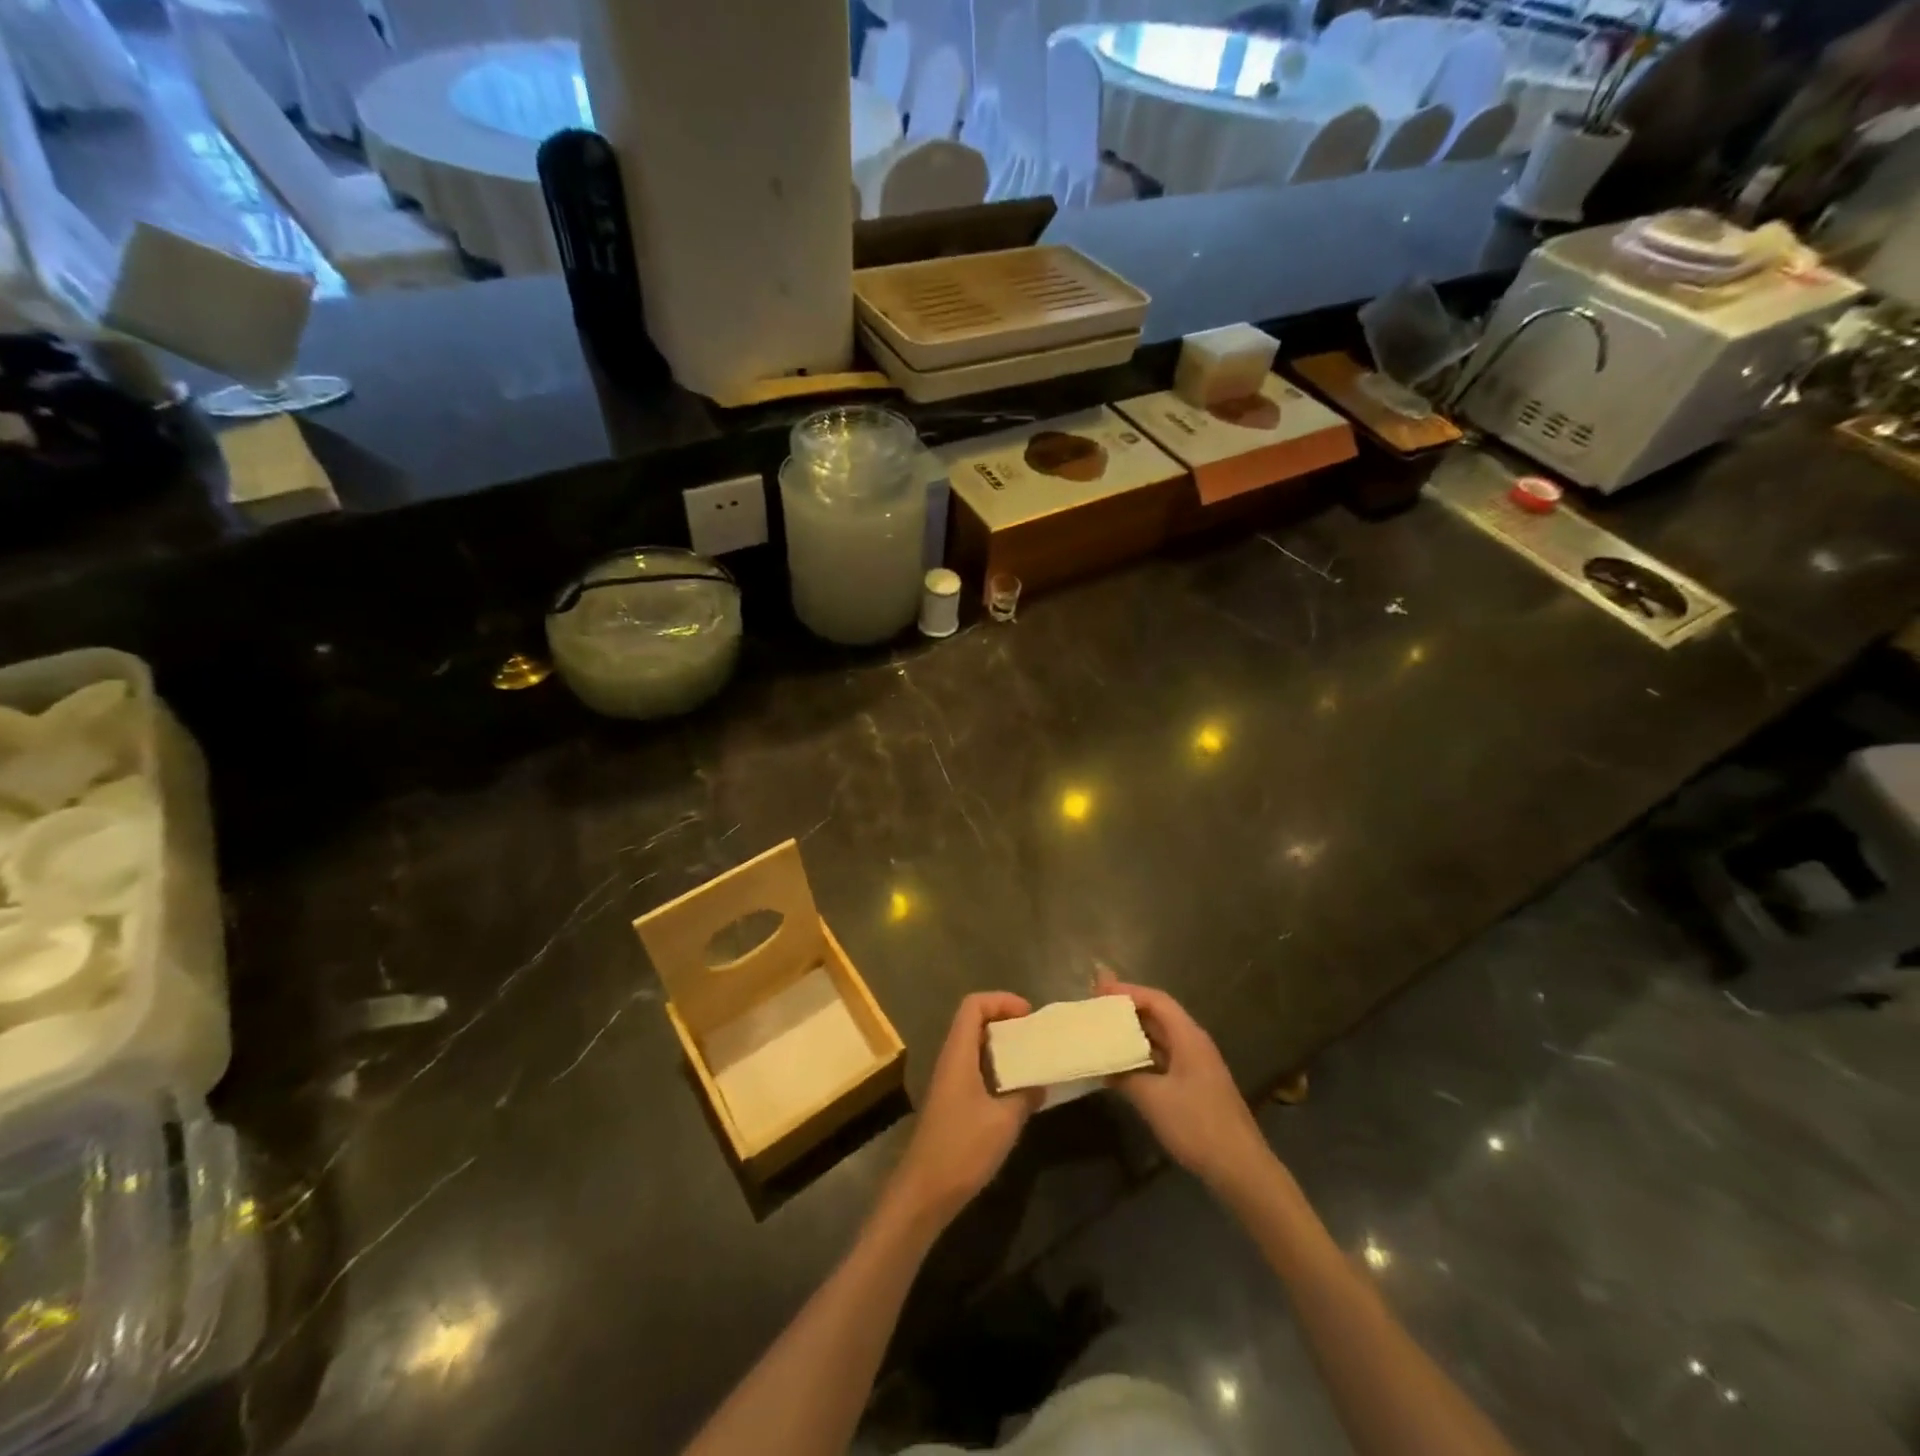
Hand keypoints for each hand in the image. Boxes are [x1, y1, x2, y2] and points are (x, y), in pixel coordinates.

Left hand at [883, 993, 1039, 1233]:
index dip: (1001, 1001)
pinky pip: (975, 1069)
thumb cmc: (962, 1149)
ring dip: (1002, 1046)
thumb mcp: (1004, 1122)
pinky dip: (996, 1069)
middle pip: (974, 1022)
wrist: (924, 1192)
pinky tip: (1017, 1090)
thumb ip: (1025, 1095)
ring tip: (1032, 1058)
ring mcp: (949, 1082)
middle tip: (1034, 1035)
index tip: (1029, 1015)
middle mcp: (950, 1060)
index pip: (973, 1005)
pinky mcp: (951, 1102)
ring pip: (975, 1047)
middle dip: (1005, 1020)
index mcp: (958, 1054)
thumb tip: (1041, 1082)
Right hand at [1096, 970, 1272, 1194]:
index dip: (1127, 992)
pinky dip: (1142, 1055)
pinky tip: (1122, 1065)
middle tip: (1096, 1006)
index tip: (1098, 990)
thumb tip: (1105, 1065)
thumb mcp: (1153, 1099)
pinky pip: (1164, 1058)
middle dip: (1127, 1009)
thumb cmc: (1197, 1125)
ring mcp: (1196, 1065)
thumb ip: (1126, 1075)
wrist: (1240, 1168)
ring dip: (1134, 1033)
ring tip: (1103, 1031)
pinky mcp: (1195, 1085)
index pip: (1156, 1000)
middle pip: (1158, 1015)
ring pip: (1160, 1038)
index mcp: (1188, 1037)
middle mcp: (1194, 1043)